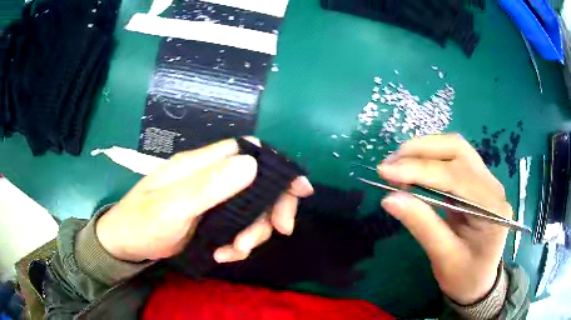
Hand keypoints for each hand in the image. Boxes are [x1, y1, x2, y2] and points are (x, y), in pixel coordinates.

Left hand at [96, 138, 312, 262]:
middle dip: (272, 208)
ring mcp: (211, 199)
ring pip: (250, 209)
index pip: (247, 152)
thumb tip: (251, 164)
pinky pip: (237, 227)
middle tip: (280, 232)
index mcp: (200, 164)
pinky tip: (225, 254)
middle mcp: (209, 177)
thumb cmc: (141, 222)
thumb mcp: (171, 207)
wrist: (126, 244)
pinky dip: (238, 243)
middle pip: (257, 183)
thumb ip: (207, 186)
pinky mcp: (210, 219)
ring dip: (253, 232)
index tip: (300, 189)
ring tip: (236, 251)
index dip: (277, 166)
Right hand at [377, 134, 510, 304]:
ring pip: (455, 148)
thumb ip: (421, 225)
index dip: (420, 170)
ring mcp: (486, 180)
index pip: (455, 176)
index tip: (385, 172)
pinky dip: (429, 158)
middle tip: (389, 164)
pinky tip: (412, 168)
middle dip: (421, 151)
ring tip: (396, 164)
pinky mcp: (476, 181)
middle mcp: (493, 186)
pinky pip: (453, 159)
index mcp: (492, 209)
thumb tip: (389, 198)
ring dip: (424, 150)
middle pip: (458, 150)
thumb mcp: (443, 257)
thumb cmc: (464, 276)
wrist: (479, 281)